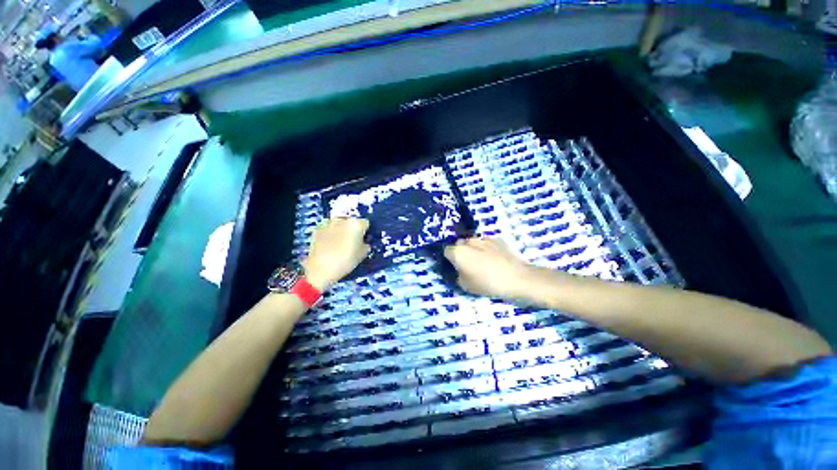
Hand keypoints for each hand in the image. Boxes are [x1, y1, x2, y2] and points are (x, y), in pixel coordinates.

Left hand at [304, 217, 370, 290]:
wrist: (321, 269)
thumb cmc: (346, 261)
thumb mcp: (363, 254)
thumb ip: (365, 245)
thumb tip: (363, 243)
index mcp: (356, 224)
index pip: (366, 224)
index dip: (365, 232)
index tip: (364, 240)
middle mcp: (342, 220)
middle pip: (351, 222)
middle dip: (352, 230)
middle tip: (352, 242)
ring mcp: (327, 224)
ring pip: (338, 225)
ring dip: (340, 231)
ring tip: (339, 245)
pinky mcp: (316, 231)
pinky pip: (327, 231)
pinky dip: (329, 236)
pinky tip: (328, 247)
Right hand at [444, 237, 534, 300]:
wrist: (517, 278)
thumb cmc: (487, 283)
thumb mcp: (466, 286)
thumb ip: (457, 275)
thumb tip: (458, 270)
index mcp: (458, 252)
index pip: (446, 251)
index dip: (449, 259)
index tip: (454, 267)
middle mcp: (468, 241)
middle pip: (459, 245)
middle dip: (461, 253)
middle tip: (468, 265)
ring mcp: (483, 238)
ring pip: (473, 243)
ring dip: (474, 250)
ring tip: (483, 262)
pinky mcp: (497, 239)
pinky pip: (486, 243)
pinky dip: (487, 249)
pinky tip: (495, 259)